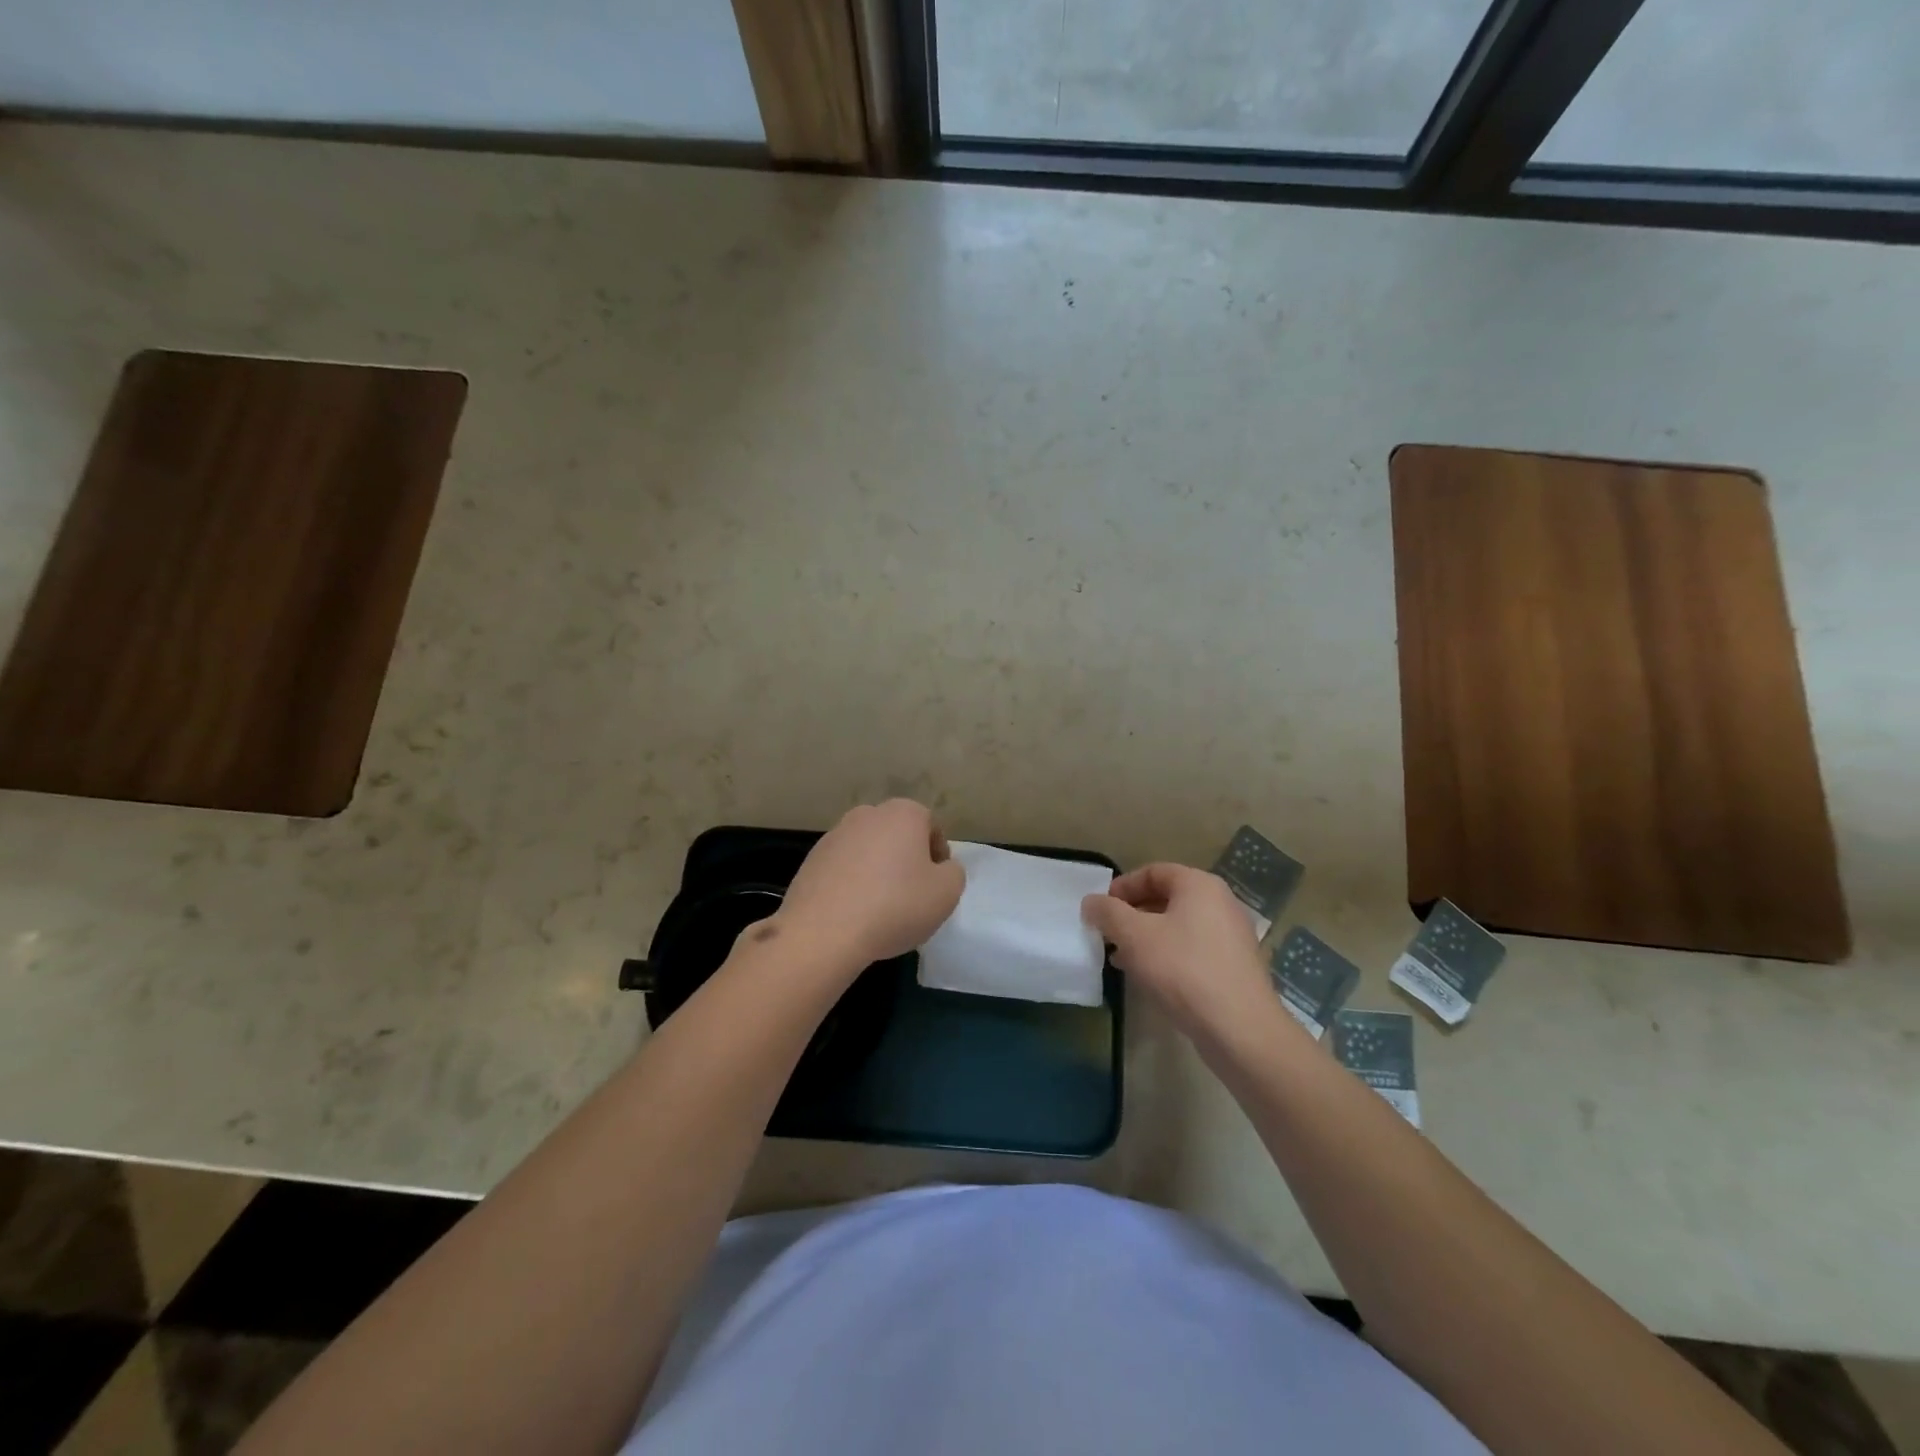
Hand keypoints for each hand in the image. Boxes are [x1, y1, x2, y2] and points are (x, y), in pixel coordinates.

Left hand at [777, 800, 966, 969]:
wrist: (823, 932)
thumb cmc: (895, 906)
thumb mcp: (947, 893)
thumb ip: (953, 873)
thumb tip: (941, 868)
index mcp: (903, 813)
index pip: (932, 828)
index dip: (939, 857)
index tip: (936, 886)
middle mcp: (867, 814)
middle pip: (898, 836)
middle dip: (906, 860)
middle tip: (911, 896)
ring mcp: (835, 835)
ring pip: (869, 851)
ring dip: (877, 871)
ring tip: (879, 908)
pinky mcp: (812, 859)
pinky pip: (843, 868)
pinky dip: (851, 883)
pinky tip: (853, 912)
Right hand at [1082, 863, 1275, 1039]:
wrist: (1239, 1028)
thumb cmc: (1183, 969)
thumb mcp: (1134, 936)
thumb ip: (1108, 913)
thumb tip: (1091, 901)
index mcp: (1200, 885)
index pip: (1153, 871)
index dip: (1122, 886)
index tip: (1100, 909)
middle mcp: (1221, 903)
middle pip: (1167, 898)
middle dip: (1132, 914)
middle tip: (1108, 934)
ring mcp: (1232, 936)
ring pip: (1179, 926)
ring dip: (1147, 937)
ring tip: (1122, 959)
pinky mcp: (1235, 966)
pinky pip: (1194, 949)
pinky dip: (1168, 955)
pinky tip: (1150, 978)